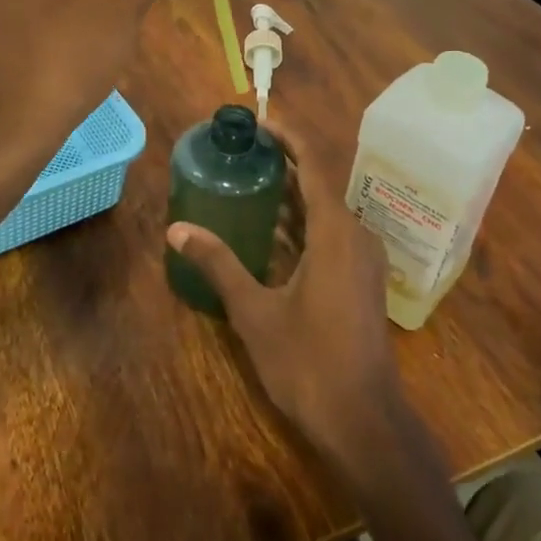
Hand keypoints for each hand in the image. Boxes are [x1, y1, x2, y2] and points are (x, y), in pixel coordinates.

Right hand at [166, 117, 403, 462]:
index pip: (314, 166)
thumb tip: (177, 229)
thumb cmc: (308, 361)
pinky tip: (273, 233)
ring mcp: (364, 261)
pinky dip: (304, 225)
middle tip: (245, 152)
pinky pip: (332, 236)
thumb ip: (219, 264)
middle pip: (320, 185)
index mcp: (335, 232)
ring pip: (326, 213)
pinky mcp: (363, 281)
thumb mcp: (255, 311)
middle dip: (286, 165)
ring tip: (252, 183)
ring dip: (294, 197)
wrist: (364, 420)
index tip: (261, 121)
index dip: (289, 138)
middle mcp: (356, 236)